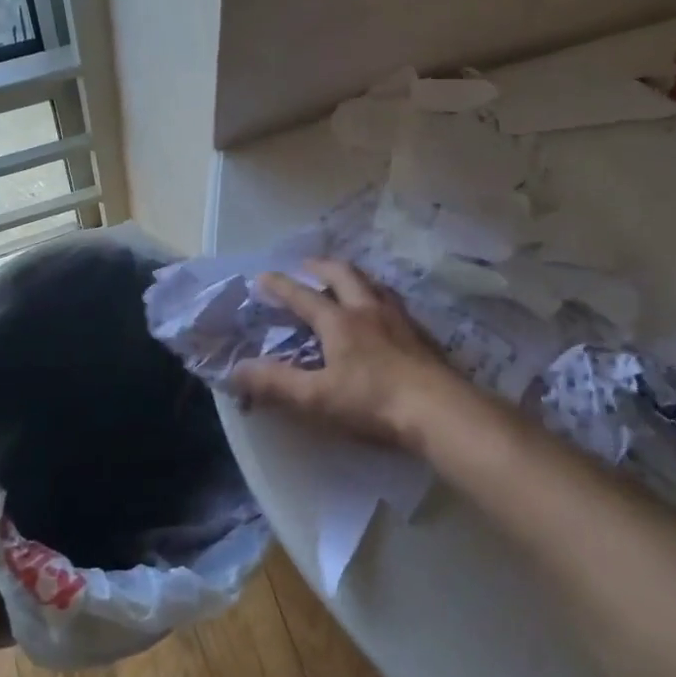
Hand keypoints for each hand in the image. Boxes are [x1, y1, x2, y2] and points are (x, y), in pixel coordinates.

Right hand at [231, 259, 472, 454]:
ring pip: (374, 284)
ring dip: (354, 277)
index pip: (303, 296)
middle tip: (307, 266)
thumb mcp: (316, 397)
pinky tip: (384, 313)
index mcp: (339, 322)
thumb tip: (237, 370)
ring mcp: (399, 319)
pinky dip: (380, 297)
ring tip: (346, 280)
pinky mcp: (421, 335)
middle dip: (321, 267)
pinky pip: (395, 303)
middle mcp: (368, 310)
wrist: (438, 410)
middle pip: (343, 275)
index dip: (280, 286)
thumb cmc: (372, 402)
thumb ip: (276, 383)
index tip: (263, 276)